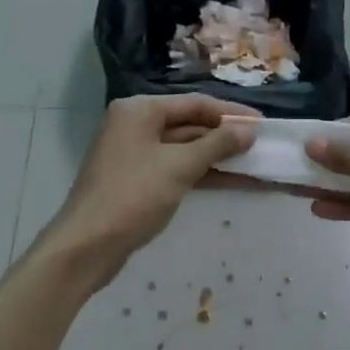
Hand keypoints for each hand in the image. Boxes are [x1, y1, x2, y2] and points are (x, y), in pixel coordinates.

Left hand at [43, 95, 257, 283]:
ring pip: (185, 149)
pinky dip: (202, 173)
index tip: (263, 123)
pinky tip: (233, 180)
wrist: (86, 247)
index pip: (195, 103)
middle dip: (226, 136)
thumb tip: (248, 131)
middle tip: (262, 145)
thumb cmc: (132, 196)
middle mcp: (135, 125)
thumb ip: (217, 145)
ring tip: (255, 163)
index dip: (231, 113)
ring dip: (218, 157)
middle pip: (190, 124)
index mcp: (140, 110)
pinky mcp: (138, 180)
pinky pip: (177, 168)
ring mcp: (136, 154)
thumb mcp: (179, 167)